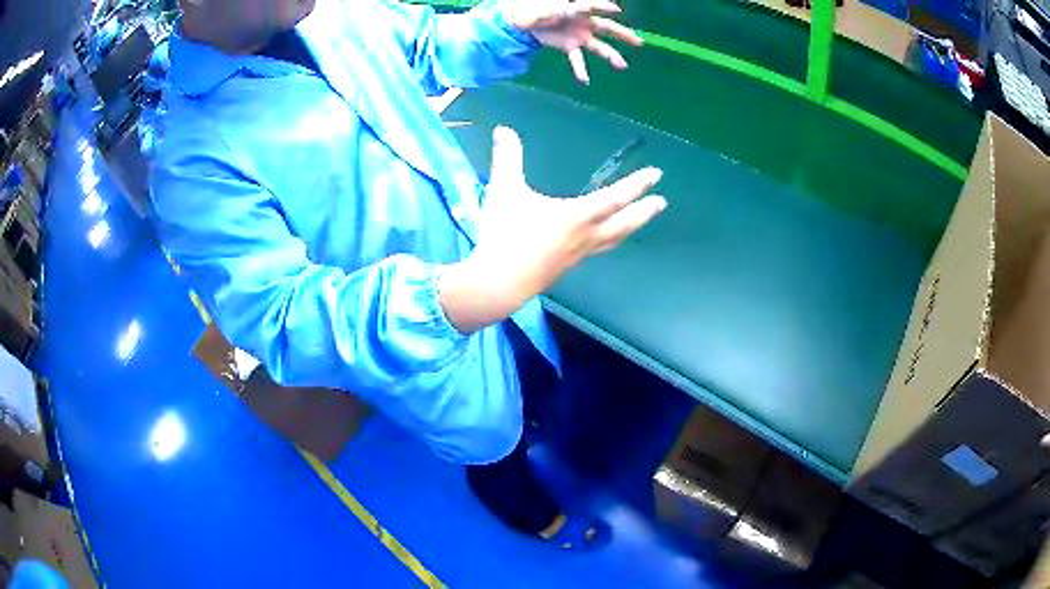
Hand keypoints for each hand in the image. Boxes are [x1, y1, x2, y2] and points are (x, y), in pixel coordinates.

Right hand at [439, 126, 664, 332]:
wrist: (497, 284)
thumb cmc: (505, 236)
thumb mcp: (504, 191)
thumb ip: (507, 159)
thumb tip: (503, 129)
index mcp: (576, 216)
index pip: (615, 197)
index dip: (636, 184)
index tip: (656, 175)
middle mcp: (585, 237)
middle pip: (623, 223)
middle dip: (643, 211)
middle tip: (661, 203)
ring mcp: (577, 256)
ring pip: (612, 240)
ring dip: (629, 228)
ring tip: (639, 222)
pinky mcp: (565, 267)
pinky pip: (596, 251)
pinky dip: (609, 242)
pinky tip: (601, 242)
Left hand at [507, 0, 643, 84]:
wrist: (527, 20)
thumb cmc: (538, 8)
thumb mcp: (544, 7)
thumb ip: (552, 10)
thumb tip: (561, 10)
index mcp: (576, 9)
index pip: (593, 7)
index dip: (604, 7)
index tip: (617, 10)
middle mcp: (584, 22)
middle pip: (607, 28)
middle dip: (623, 34)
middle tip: (639, 42)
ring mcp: (580, 35)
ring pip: (599, 46)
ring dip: (611, 55)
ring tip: (622, 65)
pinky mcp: (570, 46)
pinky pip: (577, 59)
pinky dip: (580, 70)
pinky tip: (584, 80)